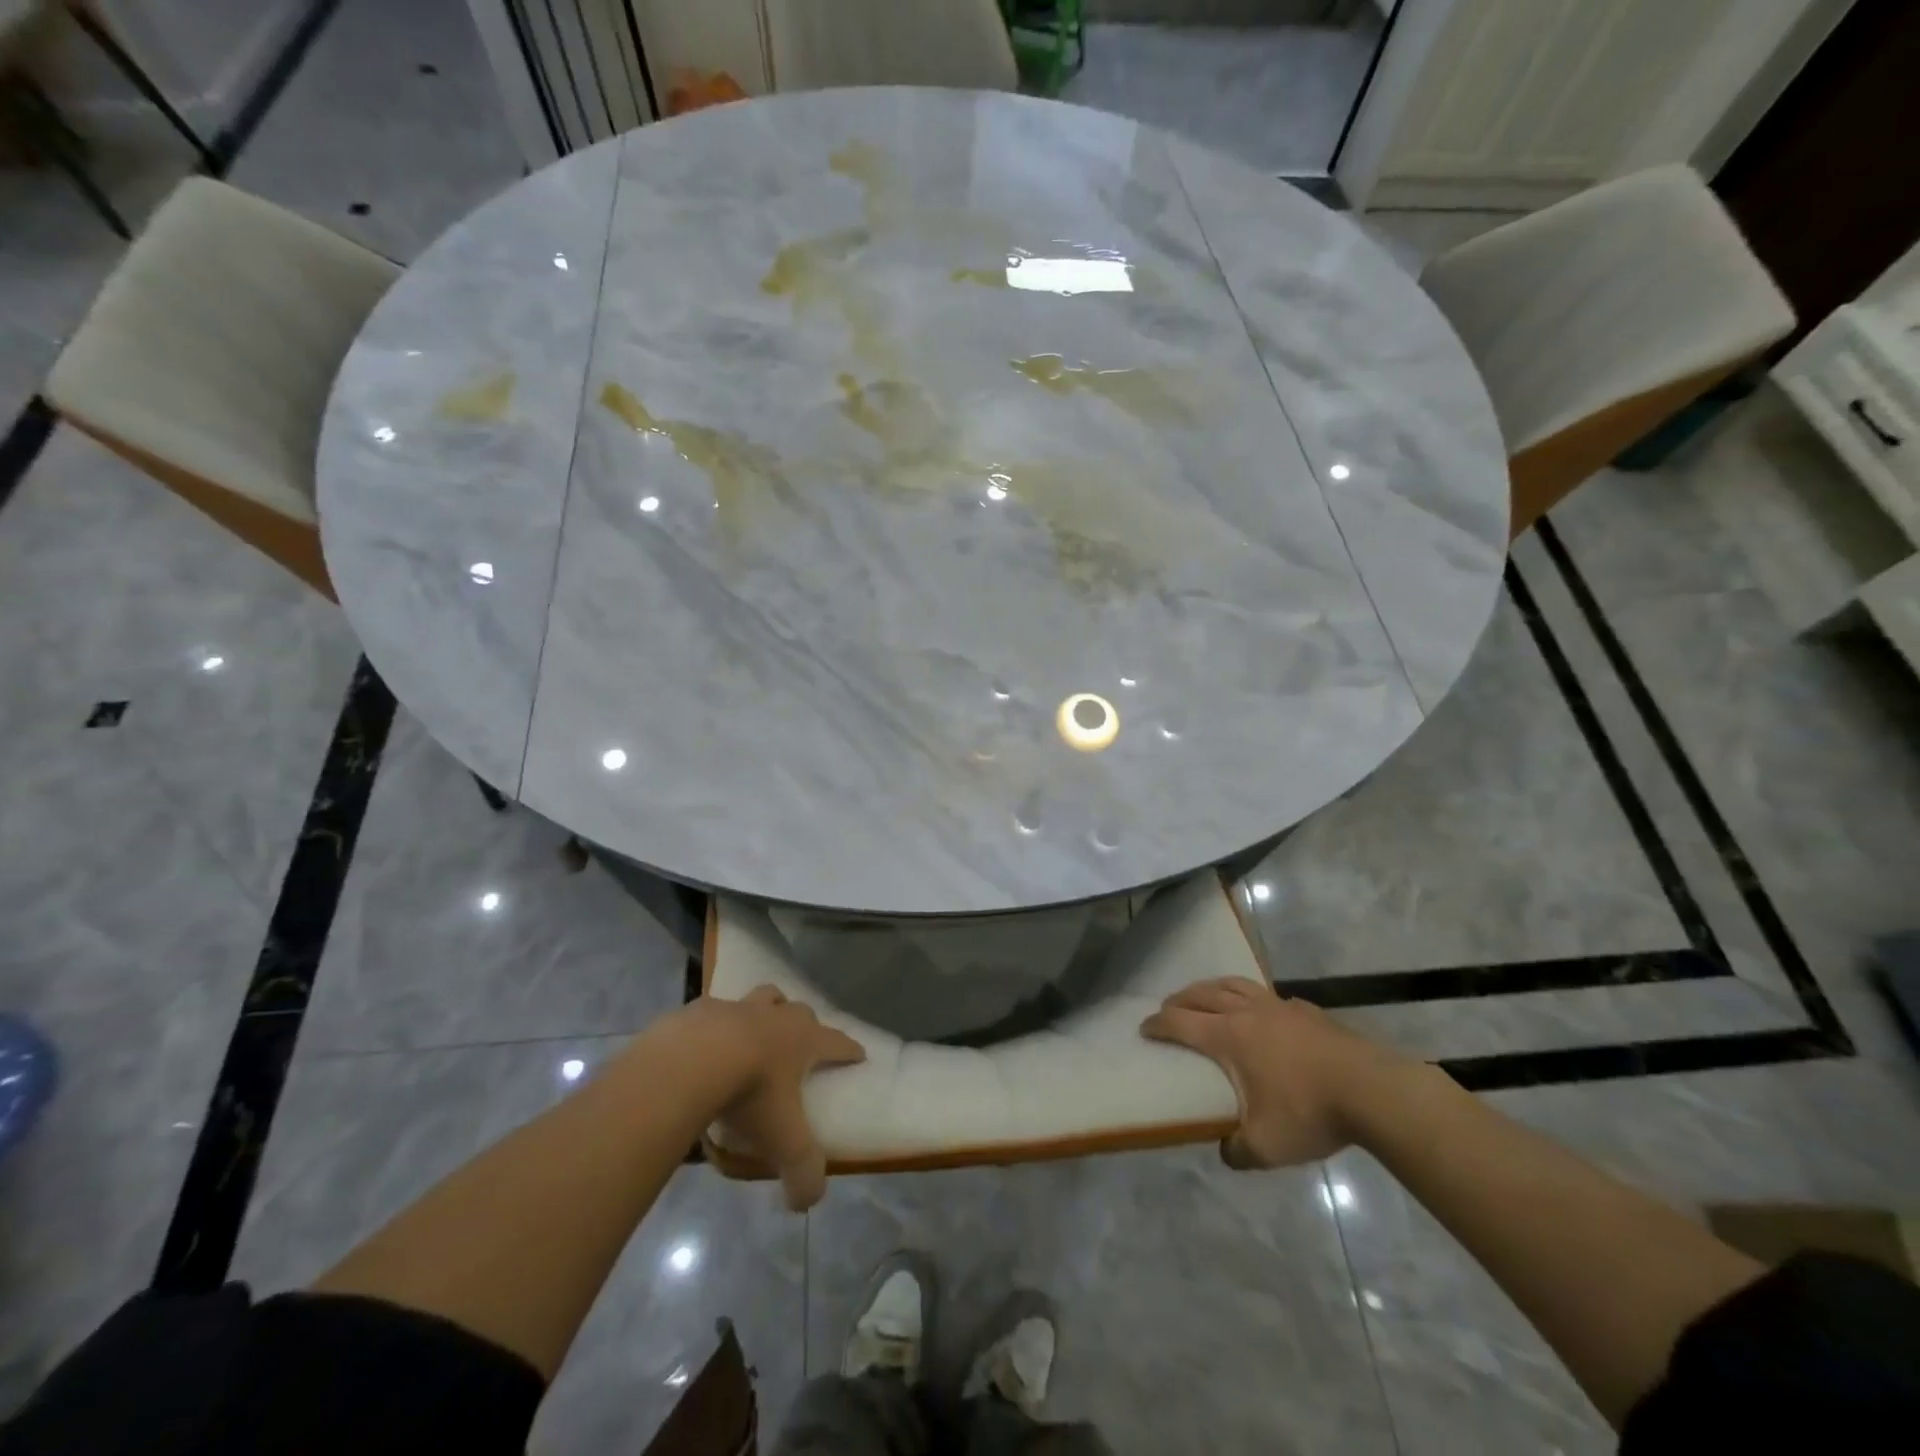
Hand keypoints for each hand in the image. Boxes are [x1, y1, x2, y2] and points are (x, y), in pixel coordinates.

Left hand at [695, 986, 864, 1210]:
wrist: (690, 1061)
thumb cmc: (750, 1093)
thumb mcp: (782, 1140)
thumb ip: (802, 1171)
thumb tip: (808, 1201)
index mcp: (802, 1040)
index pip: (836, 1042)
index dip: (849, 1049)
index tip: (859, 1053)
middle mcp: (775, 1016)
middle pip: (799, 1010)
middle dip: (804, 1022)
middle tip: (800, 1041)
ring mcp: (737, 1007)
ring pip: (762, 998)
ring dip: (764, 1010)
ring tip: (755, 1031)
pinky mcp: (700, 1009)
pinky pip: (714, 1010)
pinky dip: (715, 1024)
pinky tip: (704, 1044)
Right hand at [1142, 978, 1407, 1168]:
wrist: (1373, 1091)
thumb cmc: (1310, 1113)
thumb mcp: (1267, 1147)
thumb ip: (1238, 1150)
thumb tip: (1226, 1150)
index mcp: (1229, 1036)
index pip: (1180, 1022)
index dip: (1158, 1024)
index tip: (1144, 1029)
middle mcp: (1247, 1012)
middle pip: (1202, 994)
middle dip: (1179, 1000)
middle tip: (1168, 1009)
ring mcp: (1279, 1006)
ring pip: (1234, 984)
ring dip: (1211, 988)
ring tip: (1205, 996)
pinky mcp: (1307, 1010)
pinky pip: (1267, 995)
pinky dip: (1250, 997)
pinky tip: (1260, 1012)